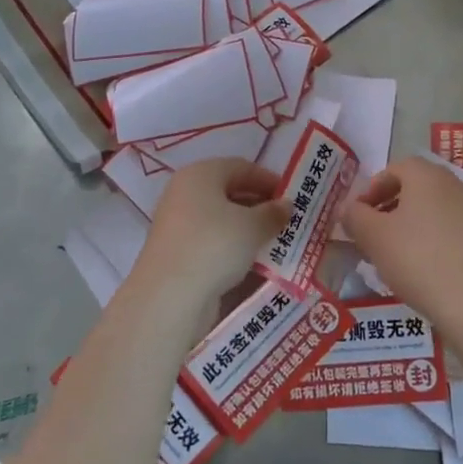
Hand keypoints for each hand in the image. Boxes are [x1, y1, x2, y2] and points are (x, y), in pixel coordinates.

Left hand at [132, 158, 286, 310]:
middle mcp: (184, 192)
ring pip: (219, 218)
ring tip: (273, 242)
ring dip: (246, 228)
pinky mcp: (176, 251)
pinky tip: (250, 260)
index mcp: (200, 174)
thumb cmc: (214, 245)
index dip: (268, 179)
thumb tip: (286, 206)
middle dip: (258, 205)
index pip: (241, 167)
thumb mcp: (253, 226)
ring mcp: (177, 223)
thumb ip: (273, 213)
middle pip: (228, 191)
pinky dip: (231, 246)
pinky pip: (210, 240)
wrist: (170, 296)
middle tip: (285, 221)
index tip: (292, 196)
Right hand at [343, 158, 462, 328]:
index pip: (395, 169)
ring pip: (433, 208)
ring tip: (395, 253)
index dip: (372, 189)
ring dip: (411, 223)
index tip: (359, 215)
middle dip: (390, 205)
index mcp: (427, 176)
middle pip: (416, 187)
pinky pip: (451, 228)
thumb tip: (349, 209)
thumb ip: (355, 216)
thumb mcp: (373, 237)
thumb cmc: (417, 260)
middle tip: (373, 232)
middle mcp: (455, 185)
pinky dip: (433, 238)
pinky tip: (423, 267)